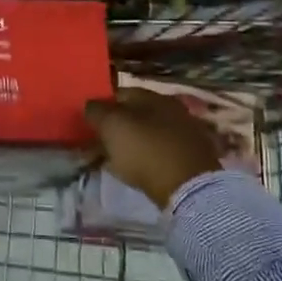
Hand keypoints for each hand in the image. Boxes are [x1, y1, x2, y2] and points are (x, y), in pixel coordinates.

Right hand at [84, 88, 223, 209]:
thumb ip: (96, 111)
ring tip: (114, 162)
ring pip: (147, 134)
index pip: (119, 94)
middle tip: (99, 145)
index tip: (89, 125)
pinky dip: (147, 159)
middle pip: (135, 114)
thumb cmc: (144, 150)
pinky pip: (160, 152)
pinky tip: (137, 170)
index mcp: (152, 95)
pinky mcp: (192, 156)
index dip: (101, 107)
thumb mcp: (111, 126)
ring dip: (131, 145)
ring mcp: (185, 132)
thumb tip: (90, 104)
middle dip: (116, 128)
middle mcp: (171, 108)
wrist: (188, 187)